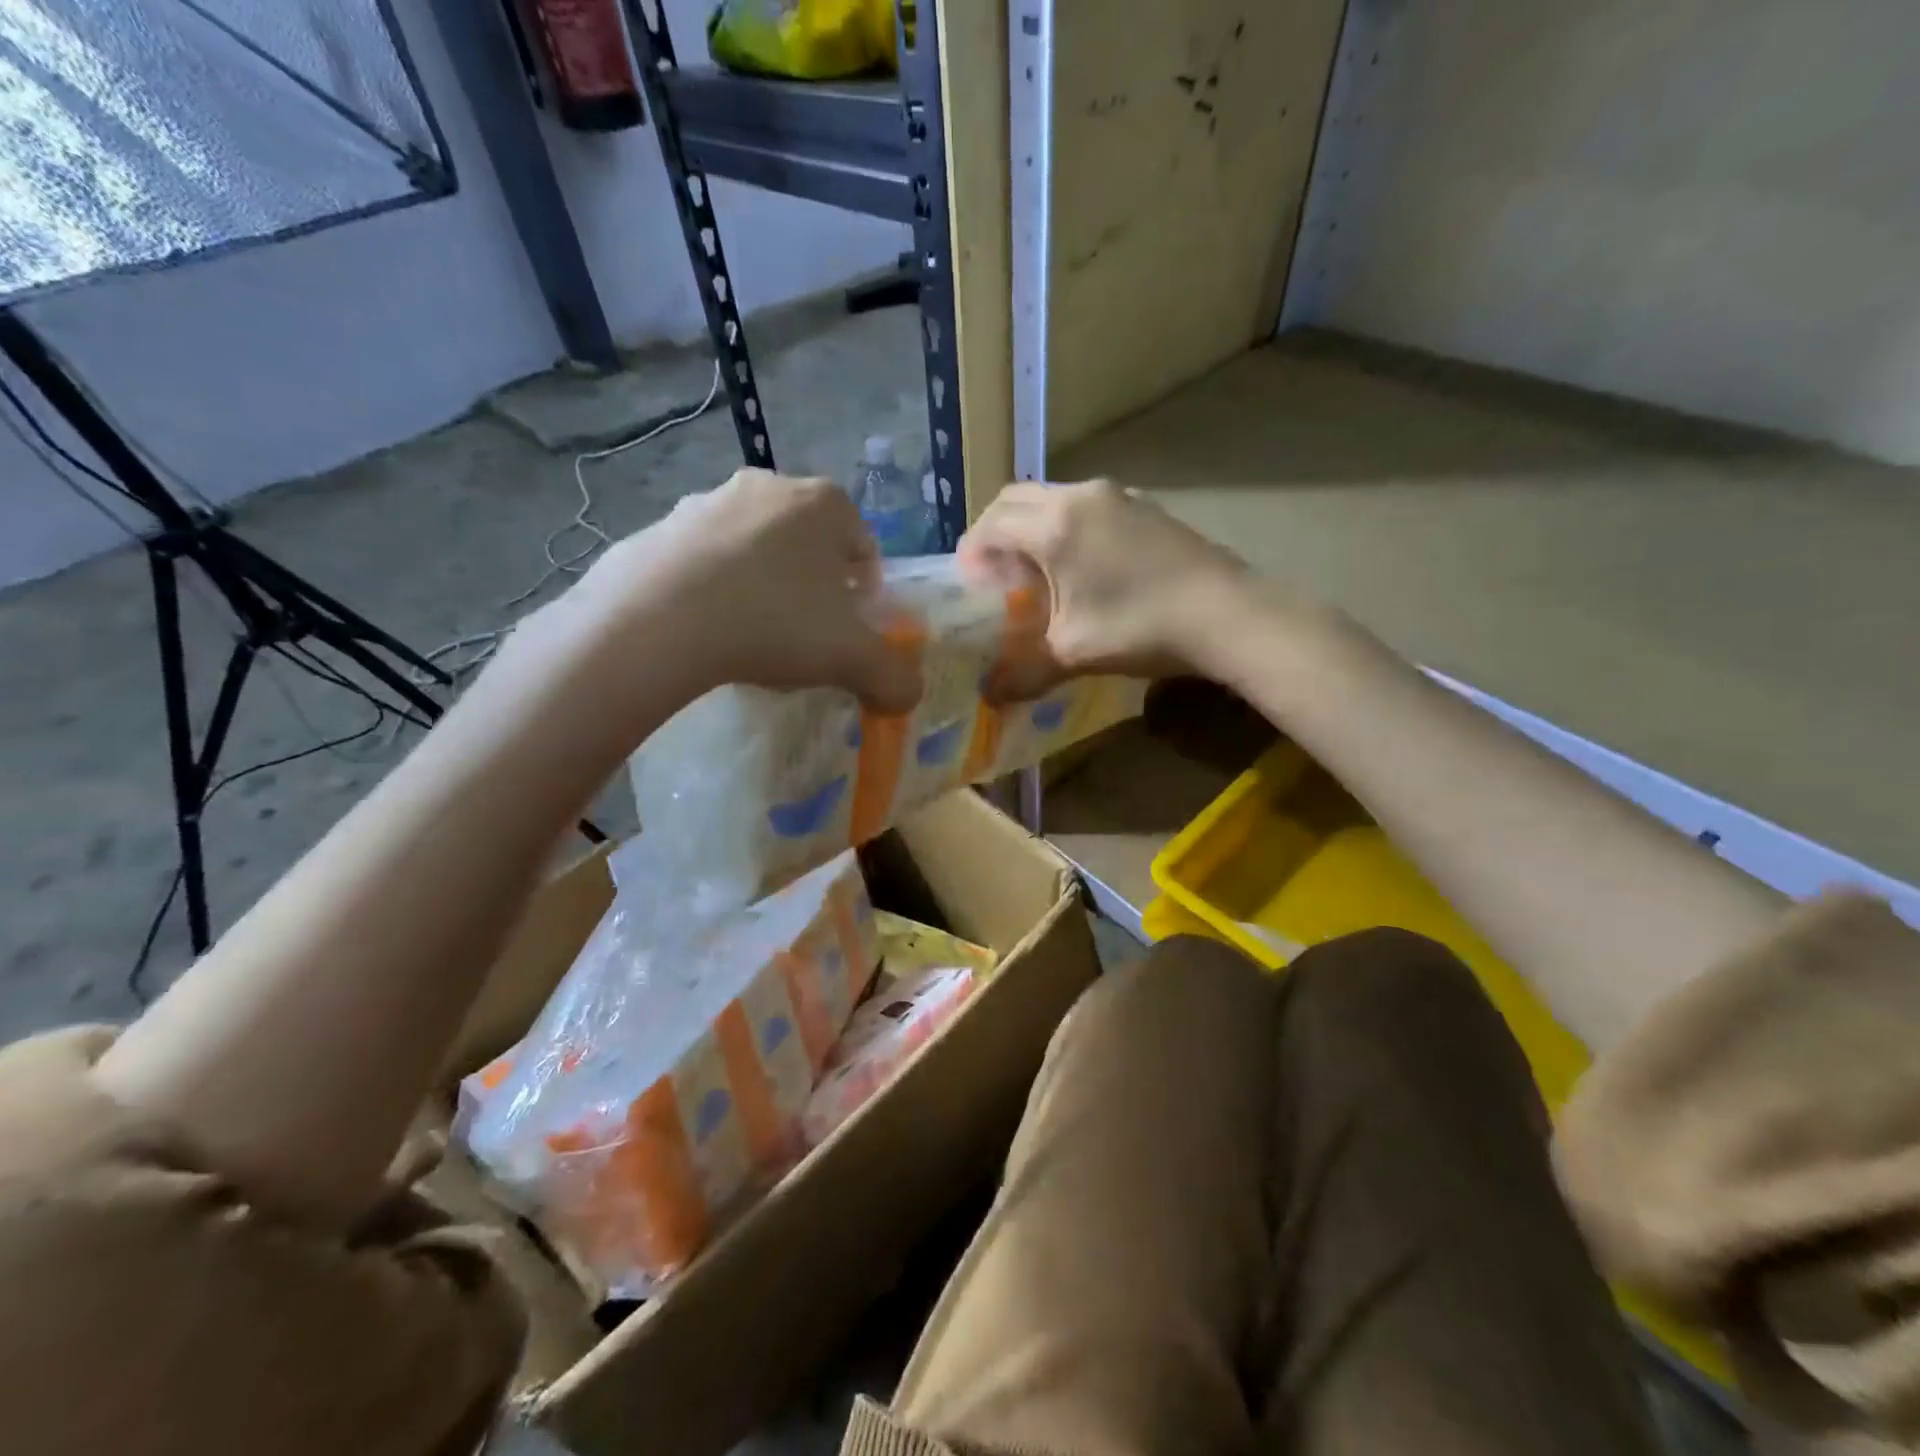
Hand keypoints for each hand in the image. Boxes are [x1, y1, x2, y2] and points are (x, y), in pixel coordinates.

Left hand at [569, 470, 920, 709]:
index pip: (864, 549)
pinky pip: (706, 560)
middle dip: (814, 589)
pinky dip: (715, 588)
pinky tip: (708, 629)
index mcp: (825, 504)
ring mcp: (709, 501)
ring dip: (764, 586)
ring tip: (753, 636)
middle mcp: (769, 486)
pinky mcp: (661, 526)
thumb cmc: (775, 623)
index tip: (848, 634)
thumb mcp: (852, 658)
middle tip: (804, 637)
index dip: (864, 596)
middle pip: (809, 546)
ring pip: (756, 549)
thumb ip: (894, 677)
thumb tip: (908, 694)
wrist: (659, 620)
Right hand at [959, 480, 1253, 691]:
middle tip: (994, 574)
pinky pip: (1086, 506)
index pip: (991, 525)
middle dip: (995, 532)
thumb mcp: (1072, 654)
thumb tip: (991, 697)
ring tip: (1035, 572)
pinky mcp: (1143, 505)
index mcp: (1054, 526)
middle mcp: (1080, 496)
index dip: (971, 553)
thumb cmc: (1139, 627)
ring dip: (1032, 527)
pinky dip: (1066, 526)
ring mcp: (1117, 495)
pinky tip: (1080, 567)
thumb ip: (1023, 673)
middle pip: (1016, 499)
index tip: (969, 585)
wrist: (1227, 614)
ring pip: (1053, 498)